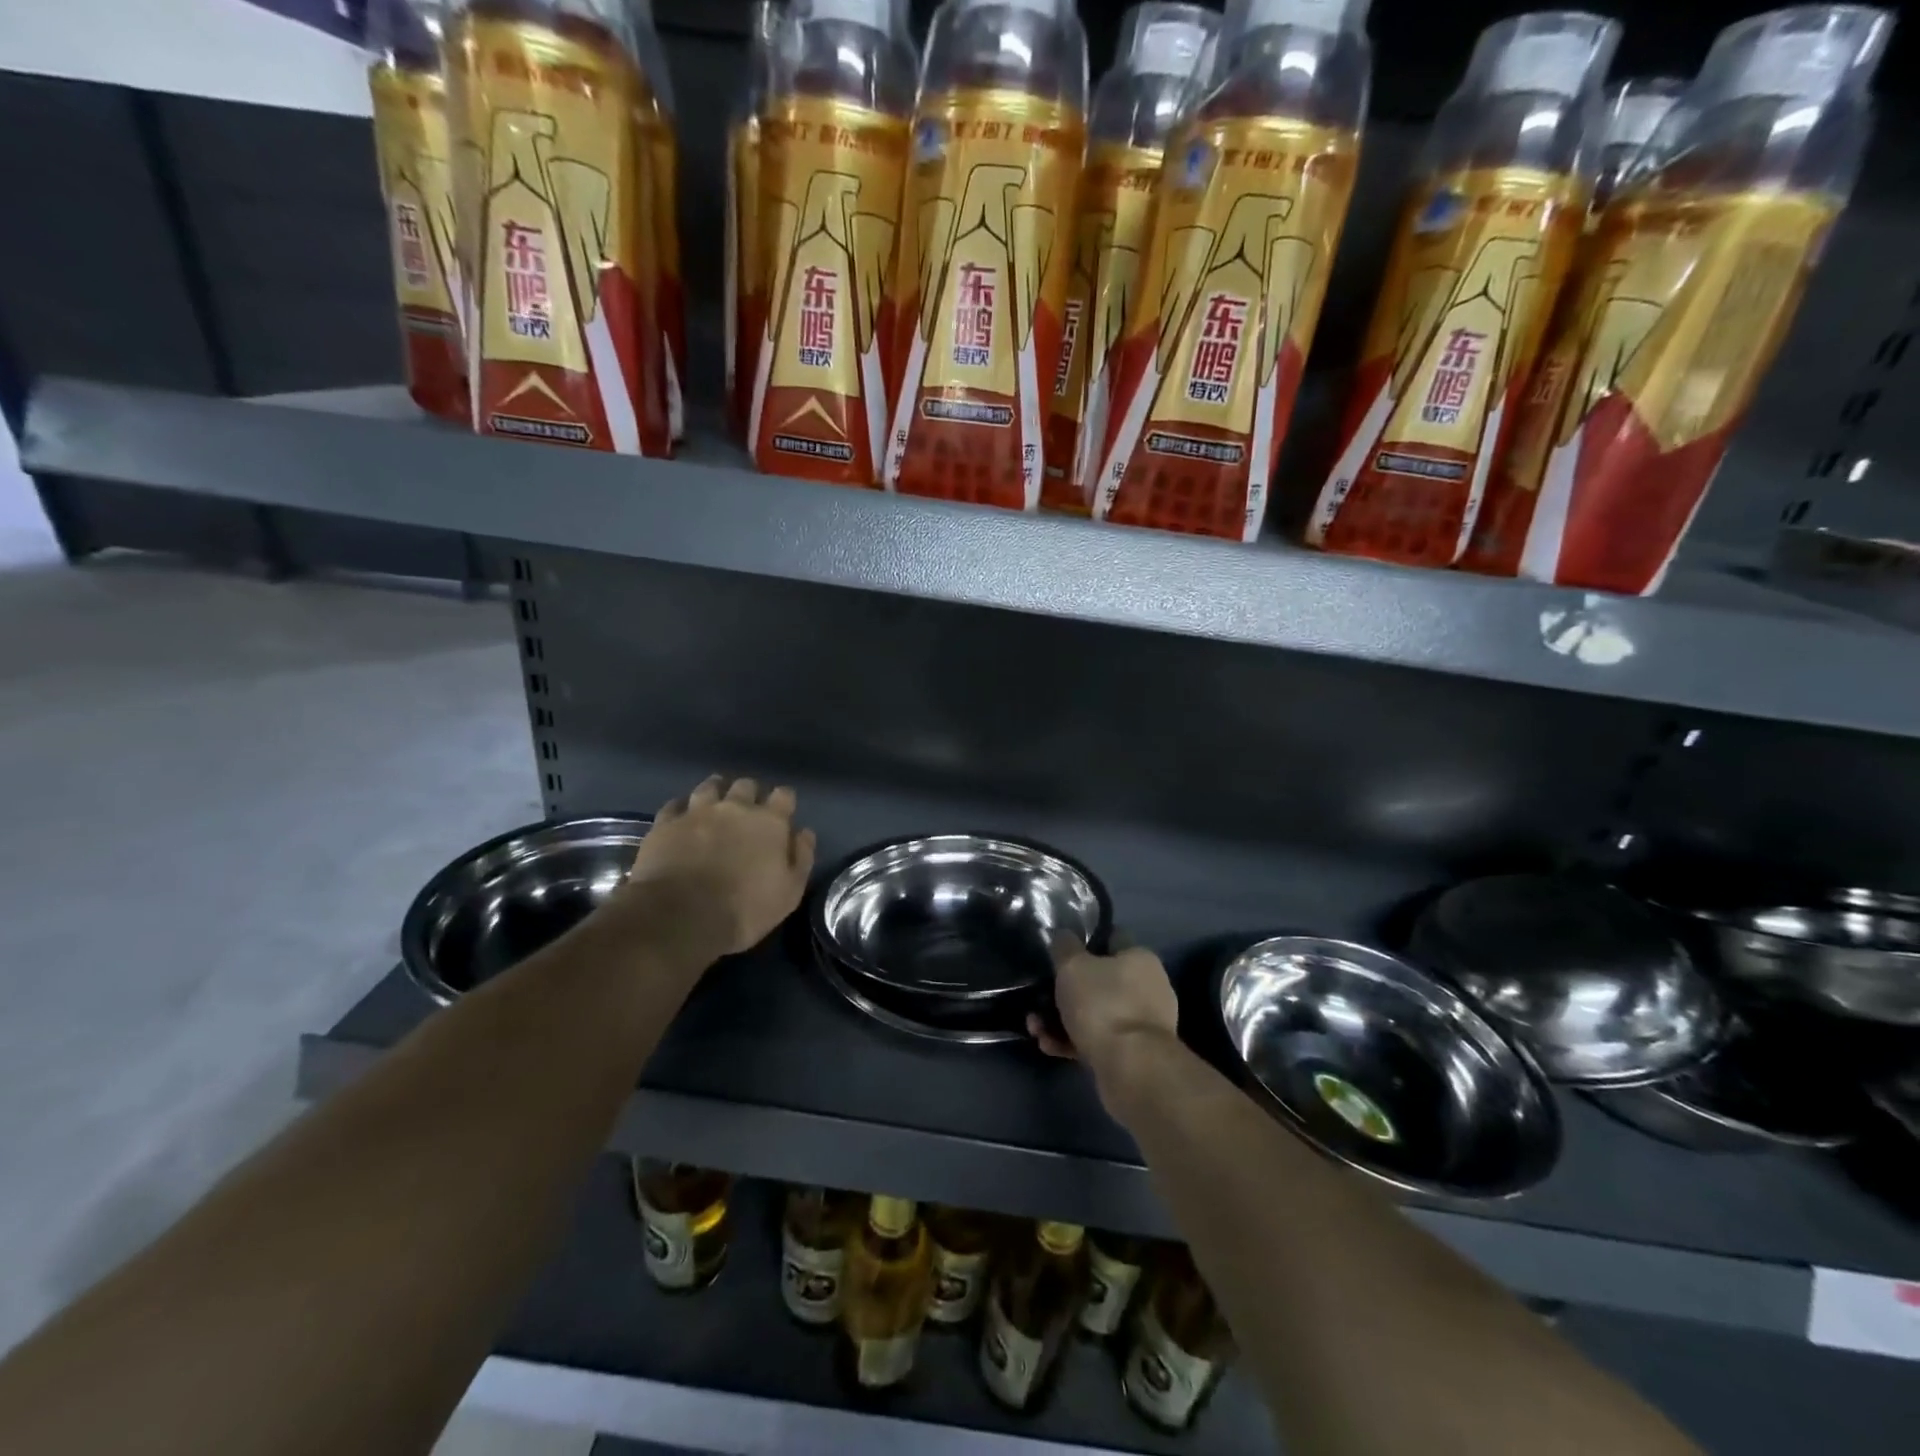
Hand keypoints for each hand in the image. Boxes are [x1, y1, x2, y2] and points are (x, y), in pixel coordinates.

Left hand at [622, 775, 816, 956]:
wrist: (681, 916)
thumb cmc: (744, 908)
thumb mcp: (789, 892)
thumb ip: (801, 857)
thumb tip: (804, 832)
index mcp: (770, 822)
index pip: (784, 795)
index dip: (784, 802)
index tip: (782, 814)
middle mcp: (735, 807)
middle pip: (746, 785)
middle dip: (749, 794)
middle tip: (746, 812)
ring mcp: (697, 812)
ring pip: (709, 787)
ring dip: (716, 793)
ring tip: (714, 805)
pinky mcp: (666, 823)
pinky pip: (674, 805)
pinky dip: (681, 809)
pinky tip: (681, 819)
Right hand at [1028, 936, 1178, 1099]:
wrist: (1132, 1069)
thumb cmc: (1103, 1005)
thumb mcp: (1073, 966)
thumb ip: (1064, 946)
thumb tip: (1063, 936)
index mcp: (1140, 959)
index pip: (1111, 939)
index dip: (1084, 943)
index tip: (1059, 953)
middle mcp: (1147, 987)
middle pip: (1099, 981)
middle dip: (1064, 991)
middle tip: (1039, 999)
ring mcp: (1141, 1023)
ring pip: (1094, 1013)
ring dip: (1062, 1020)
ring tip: (1036, 1029)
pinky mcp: (1133, 1054)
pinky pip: (1098, 1040)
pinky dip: (1073, 1042)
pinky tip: (1049, 1047)